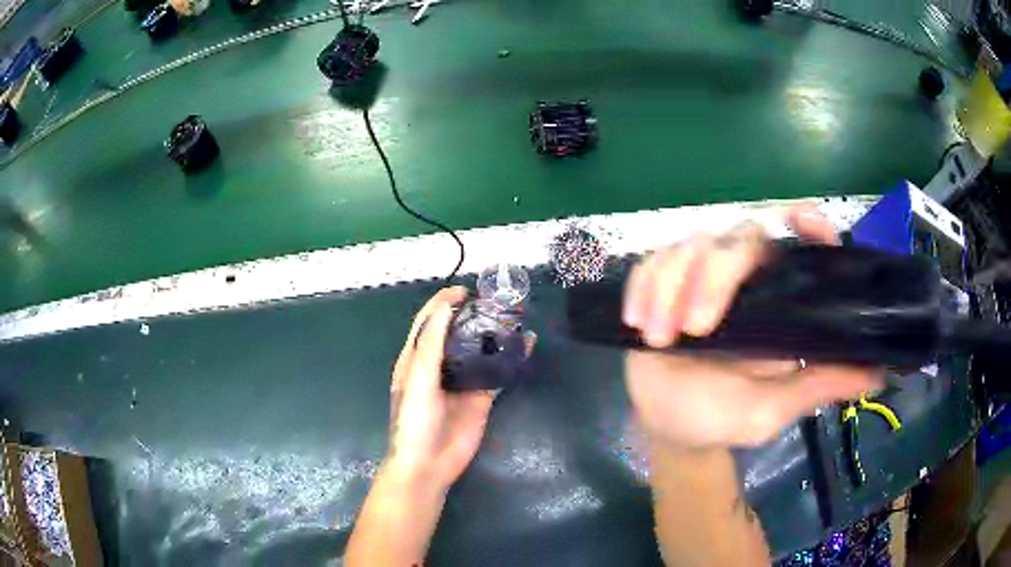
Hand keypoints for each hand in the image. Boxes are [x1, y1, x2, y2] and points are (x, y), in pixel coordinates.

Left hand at [386, 286, 496, 489]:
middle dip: (473, 314)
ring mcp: (462, 381)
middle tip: (496, 301)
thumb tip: (445, 307)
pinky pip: (498, 373)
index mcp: (416, 358)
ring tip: (513, 315)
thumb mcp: (418, 378)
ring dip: (494, 333)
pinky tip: (526, 345)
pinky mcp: (481, 397)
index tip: (465, 290)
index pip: (428, 321)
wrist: (429, 463)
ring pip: (479, 350)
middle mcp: (439, 365)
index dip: (443, 302)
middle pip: (456, 332)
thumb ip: (431, 344)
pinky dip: (511, 359)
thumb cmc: (415, 420)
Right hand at [623, 206, 882, 447]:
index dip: (806, 222)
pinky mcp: (661, 284)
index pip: (800, 243)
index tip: (800, 221)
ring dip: (668, 287)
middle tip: (695, 329)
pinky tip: (638, 323)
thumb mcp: (775, 408)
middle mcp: (744, 279)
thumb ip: (821, 385)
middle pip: (737, 238)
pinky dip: (642, 288)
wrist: (669, 429)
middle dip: (713, 278)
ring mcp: (699, 278)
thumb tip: (879, 373)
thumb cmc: (724, 418)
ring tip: (659, 338)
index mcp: (779, 300)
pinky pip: (650, 265)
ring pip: (688, 246)